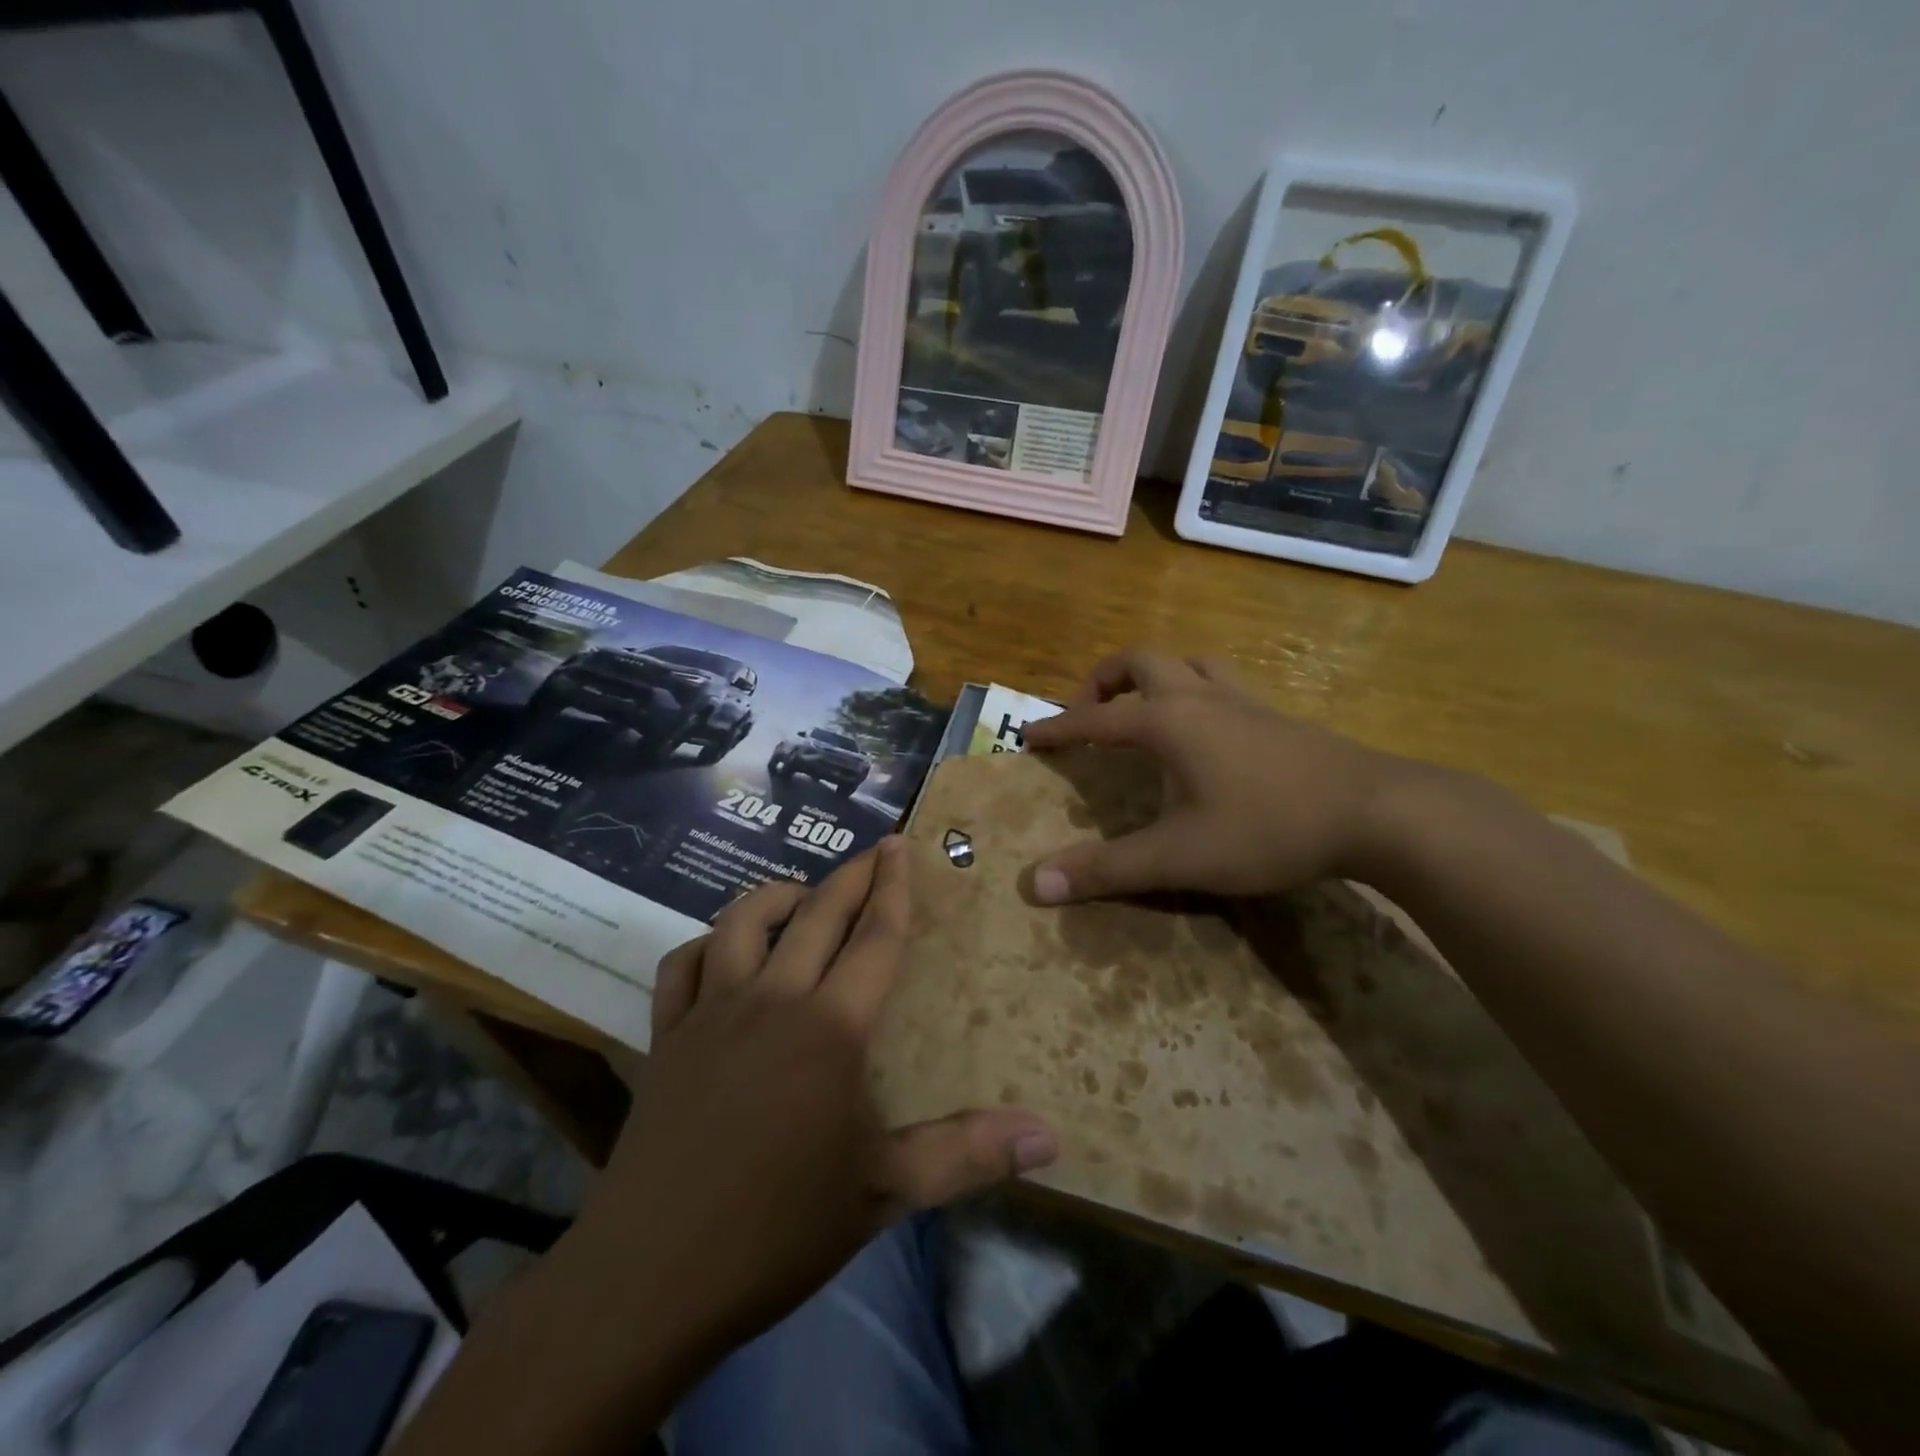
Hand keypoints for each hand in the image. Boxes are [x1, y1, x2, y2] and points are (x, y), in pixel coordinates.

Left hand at [581, 839, 1057, 1367]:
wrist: (651, 1278)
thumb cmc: (778, 1230)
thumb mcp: (884, 1193)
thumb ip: (968, 1154)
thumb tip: (1051, 1139)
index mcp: (831, 1028)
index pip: (874, 937)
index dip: (893, 888)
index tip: (900, 846)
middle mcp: (772, 999)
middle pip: (817, 914)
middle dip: (851, 875)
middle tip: (874, 851)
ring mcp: (711, 1013)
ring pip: (743, 922)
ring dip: (777, 896)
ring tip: (804, 894)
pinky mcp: (666, 1036)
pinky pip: (682, 965)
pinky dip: (706, 944)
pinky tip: (723, 953)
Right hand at [1020, 648, 1398, 902]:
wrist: (1375, 812)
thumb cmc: (1267, 828)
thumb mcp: (1178, 856)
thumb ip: (1107, 869)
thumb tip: (1036, 885)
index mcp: (1167, 721)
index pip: (1095, 719)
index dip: (1058, 728)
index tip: (1029, 737)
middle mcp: (1200, 696)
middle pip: (1140, 661)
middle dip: (1104, 680)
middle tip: (1088, 713)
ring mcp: (1243, 700)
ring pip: (1188, 662)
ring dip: (1154, 676)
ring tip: (1142, 711)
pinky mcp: (1276, 715)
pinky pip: (1222, 683)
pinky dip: (1196, 690)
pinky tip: (1206, 730)